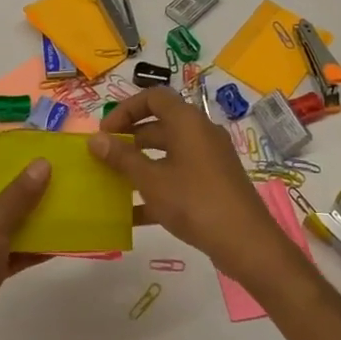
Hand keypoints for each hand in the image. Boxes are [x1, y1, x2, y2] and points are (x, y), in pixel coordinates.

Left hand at [0, 133, 50, 339]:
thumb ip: (19, 192)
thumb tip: (43, 162)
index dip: (12, 140)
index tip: (47, 139)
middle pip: (1, 178)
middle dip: (33, 174)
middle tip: (70, 167)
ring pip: (12, 213)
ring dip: (39, 209)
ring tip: (76, 198)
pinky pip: (16, 245)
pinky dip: (37, 243)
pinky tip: (68, 240)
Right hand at [91, 88, 298, 281]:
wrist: (246, 242)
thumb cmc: (194, 201)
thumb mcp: (151, 180)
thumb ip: (121, 158)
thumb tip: (95, 139)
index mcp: (187, 121)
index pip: (153, 97)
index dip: (125, 109)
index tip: (104, 133)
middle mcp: (200, 132)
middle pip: (159, 124)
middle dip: (129, 138)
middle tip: (105, 157)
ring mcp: (210, 159)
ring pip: (168, 152)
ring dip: (141, 163)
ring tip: (114, 182)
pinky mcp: (214, 183)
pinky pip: (179, 175)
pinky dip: (157, 186)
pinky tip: (133, 213)